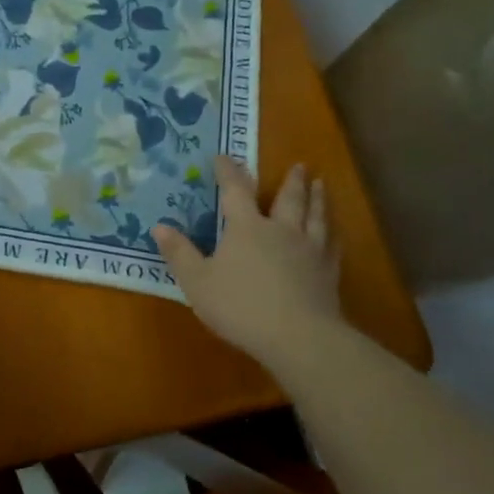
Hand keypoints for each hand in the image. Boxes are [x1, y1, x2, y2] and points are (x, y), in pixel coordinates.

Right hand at [153, 157, 341, 365]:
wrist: (298, 337)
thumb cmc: (240, 306)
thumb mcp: (197, 282)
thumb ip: (179, 253)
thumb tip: (159, 226)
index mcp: (247, 228)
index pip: (235, 191)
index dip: (228, 172)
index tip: (224, 156)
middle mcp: (281, 230)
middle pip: (289, 198)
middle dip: (292, 180)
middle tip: (300, 165)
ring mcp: (309, 250)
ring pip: (316, 216)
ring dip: (318, 198)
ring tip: (321, 184)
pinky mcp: (328, 273)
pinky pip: (332, 245)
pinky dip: (333, 234)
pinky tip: (334, 233)